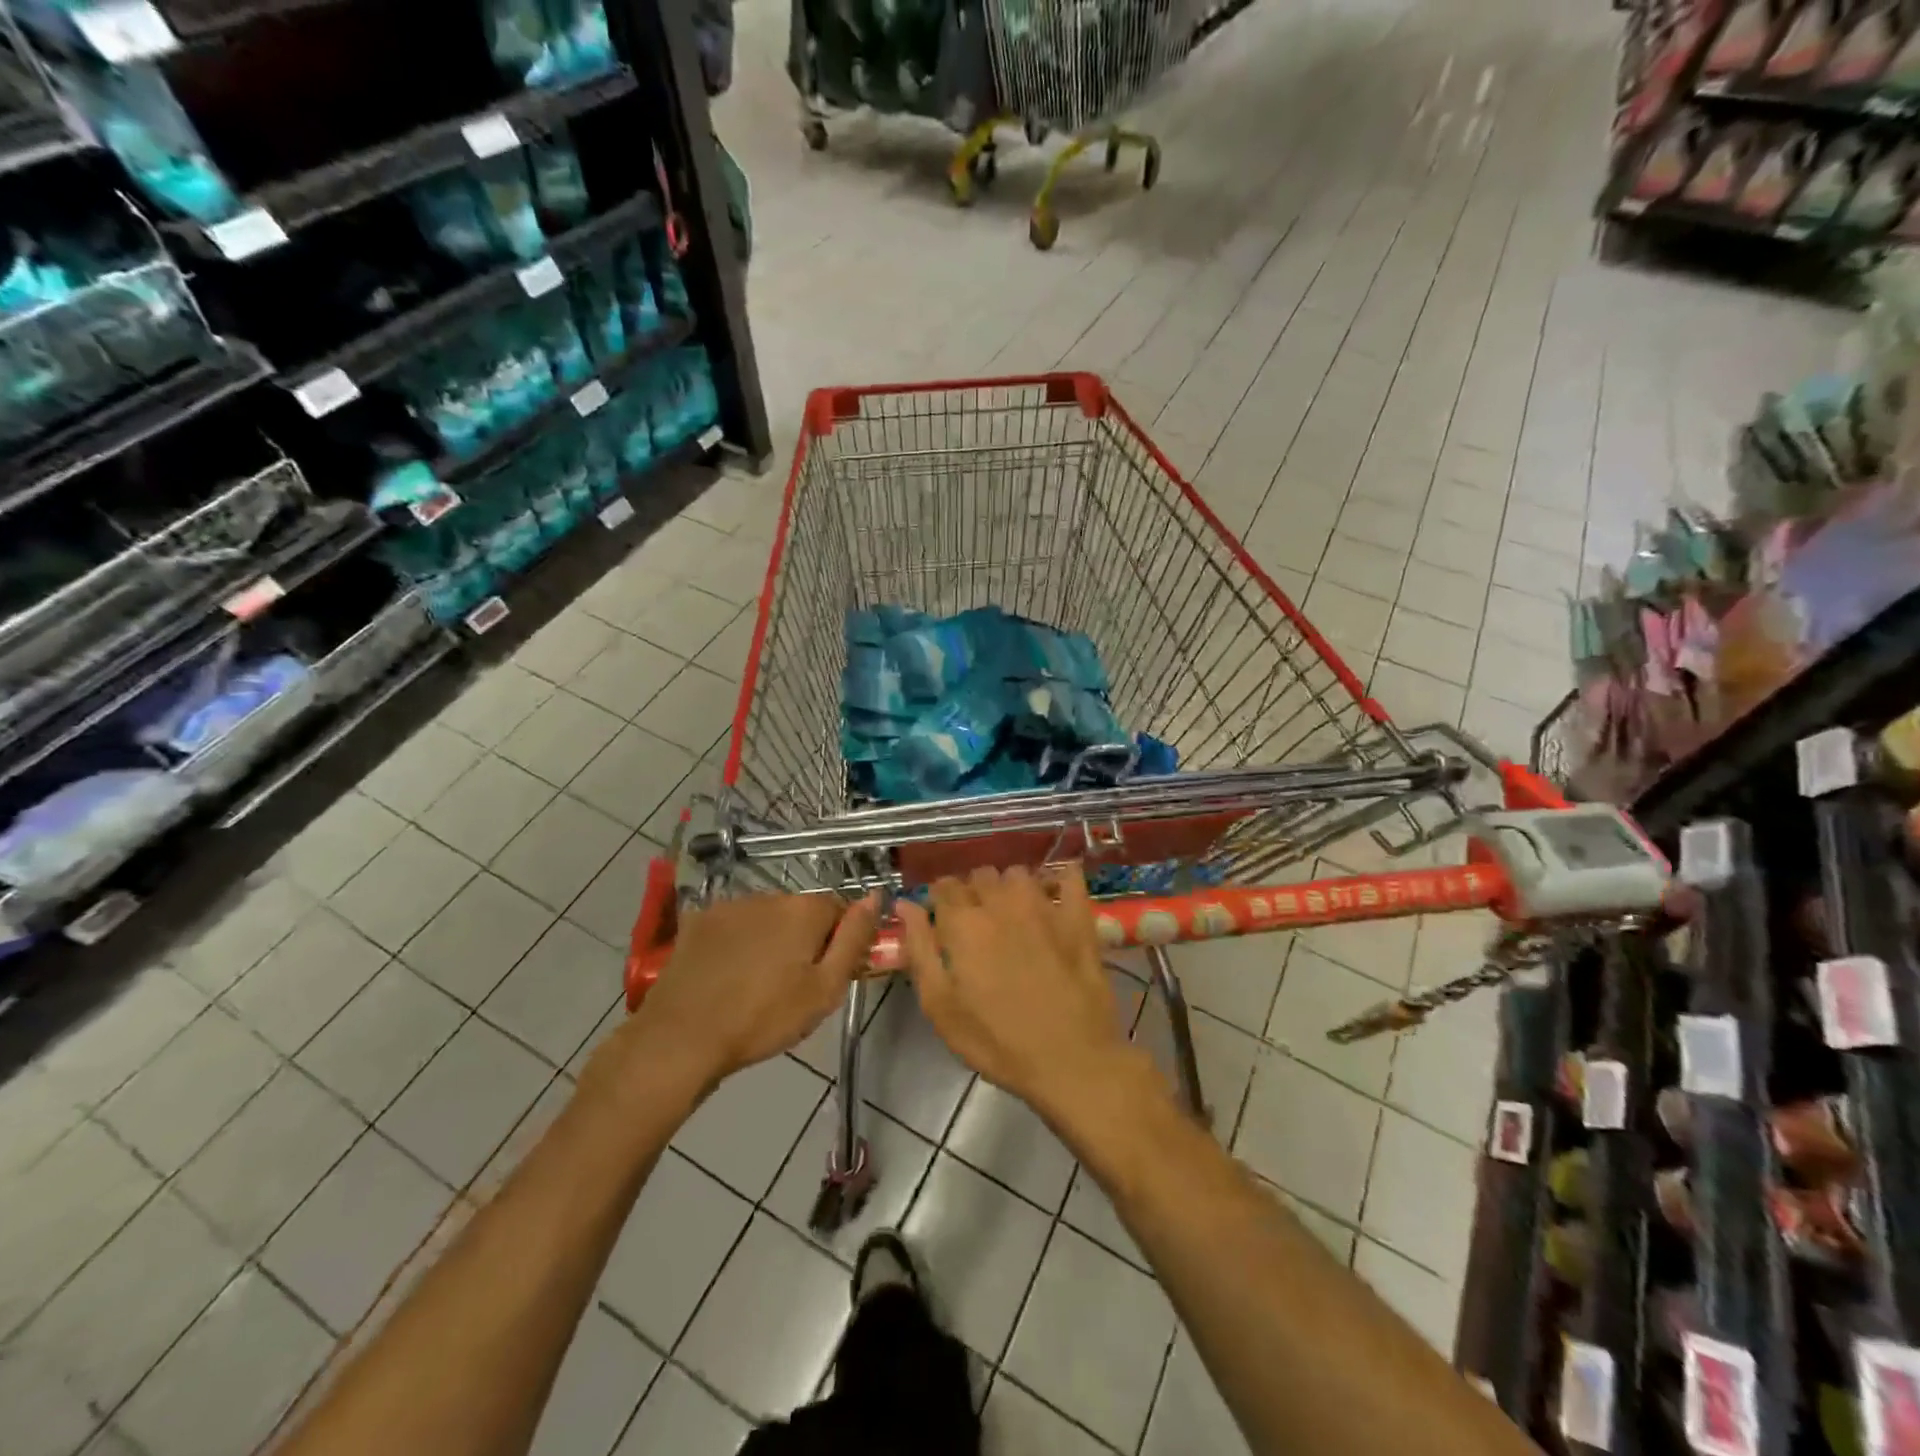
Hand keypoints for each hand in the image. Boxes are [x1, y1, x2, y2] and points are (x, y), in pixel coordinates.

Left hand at [601, 892, 879, 1098]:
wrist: (683, 1037)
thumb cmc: (764, 1018)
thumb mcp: (824, 989)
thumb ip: (855, 939)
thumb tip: (876, 896)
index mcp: (805, 910)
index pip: (840, 911)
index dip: (840, 942)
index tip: (829, 975)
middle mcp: (770, 896)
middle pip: (802, 912)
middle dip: (804, 940)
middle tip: (794, 986)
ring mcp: (731, 905)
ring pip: (768, 918)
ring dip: (771, 940)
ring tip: (757, 984)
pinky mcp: (700, 921)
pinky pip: (735, 925)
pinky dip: (739, 943)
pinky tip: (728, 975)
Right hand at [896, 864, 1138, 1121]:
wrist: (1071, 1061)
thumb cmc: (997, 1041)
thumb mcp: (941, 1006)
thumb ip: (920, 949)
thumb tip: (905, 904)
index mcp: (964, 923)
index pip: (944, 886)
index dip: (940, 899)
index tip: (942, 918)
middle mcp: (1002, 902)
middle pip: (980, 875)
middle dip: (973, 891)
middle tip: (976, 922)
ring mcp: (1044, 906)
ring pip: (1018, 873)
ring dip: (1009, 886)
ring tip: (1011, 912)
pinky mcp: (1079, 917)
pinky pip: (1069, 876)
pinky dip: (1059, 878)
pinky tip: (1055, 894)